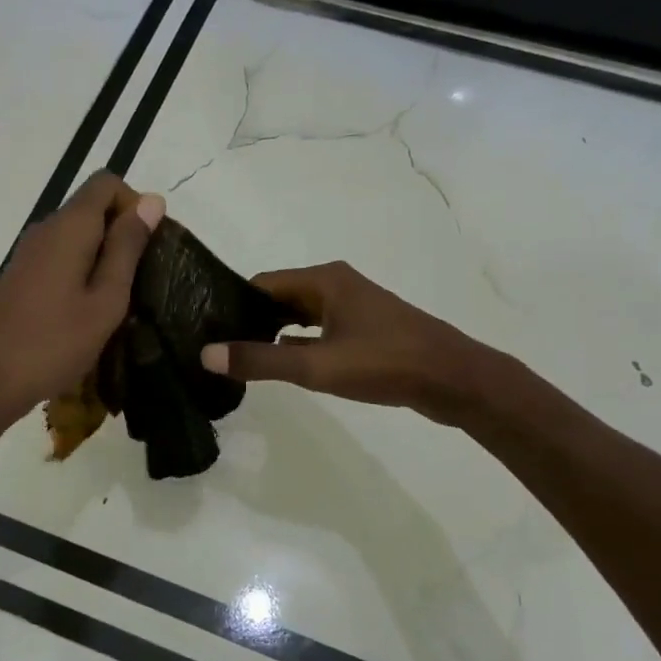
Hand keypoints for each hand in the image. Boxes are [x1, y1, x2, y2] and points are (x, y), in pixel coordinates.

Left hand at [0, 172, 164, 423]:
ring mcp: (28, 253)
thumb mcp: (106, 300)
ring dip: (102, 257)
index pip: (106, 182)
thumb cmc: (54, 343)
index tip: (147, 247)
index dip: (134, 205)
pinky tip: (86, 312)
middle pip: (91, 207)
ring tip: (116, 302)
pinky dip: (81, 272)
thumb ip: (128, 248)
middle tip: (138, 282)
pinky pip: (59, 257)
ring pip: (76, 235)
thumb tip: (152, 200)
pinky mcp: (19, 276)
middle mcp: (45, 229)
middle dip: (121, 234)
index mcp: (68, 227)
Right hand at [200, 261, 496, 423]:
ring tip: (240, 357)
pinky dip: (297, 343)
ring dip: (272, 333)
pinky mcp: (365, 330)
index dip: (232, 304)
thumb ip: (261, 361)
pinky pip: (319, 330)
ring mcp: (353, 307)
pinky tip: (281, 365)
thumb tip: (206, 354)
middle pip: (279, 297)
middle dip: (249, 319)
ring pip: (299, 315)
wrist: (455, 380)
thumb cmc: (385, 363)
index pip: (262, 283)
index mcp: (324, 280)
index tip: (206, 328)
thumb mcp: (317, 366)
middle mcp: (336, 285)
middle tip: (217, 347)